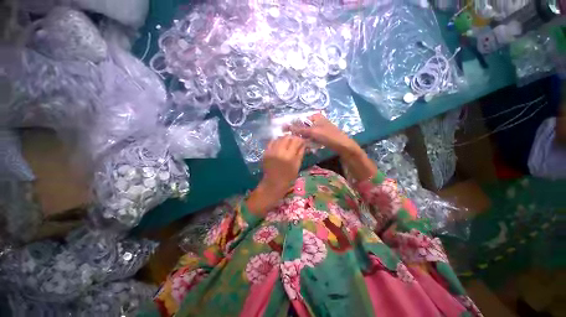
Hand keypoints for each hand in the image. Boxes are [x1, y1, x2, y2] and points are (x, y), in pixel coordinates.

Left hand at [247, 136, 305, 215]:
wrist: (273, 182)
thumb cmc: (288, 176)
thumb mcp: (297, 165)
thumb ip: (300, 153)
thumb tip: (303, 143)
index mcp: (289, 156)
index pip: (295, 141)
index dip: (299, 139)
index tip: (301, 141)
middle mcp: (279, 151)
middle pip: (287, 137)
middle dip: (292, 138)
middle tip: (294, 141)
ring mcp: (271, 151)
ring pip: (279, 138)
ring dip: (284, 139)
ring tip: (287, 143)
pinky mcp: (266, 152)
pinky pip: (271, 142)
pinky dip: (277, 141)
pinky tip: (280, 144)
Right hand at [290, 113, 376, 180]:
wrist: (343, 146)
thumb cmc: (328, 136)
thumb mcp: (313, 132)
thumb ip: (300, 129)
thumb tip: (287, 127)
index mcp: (316, 116)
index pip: (301, 120)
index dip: (294, 126)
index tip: (288, 133)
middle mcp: (317, 121)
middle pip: (304, 126)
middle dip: (299, 133)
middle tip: (294, 140)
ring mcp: (320, 129)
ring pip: (307, 133)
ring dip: (304, 138)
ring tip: (300, 144)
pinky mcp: (322, 136)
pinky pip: (312, 138)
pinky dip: (309, 141)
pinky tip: (307, 146)